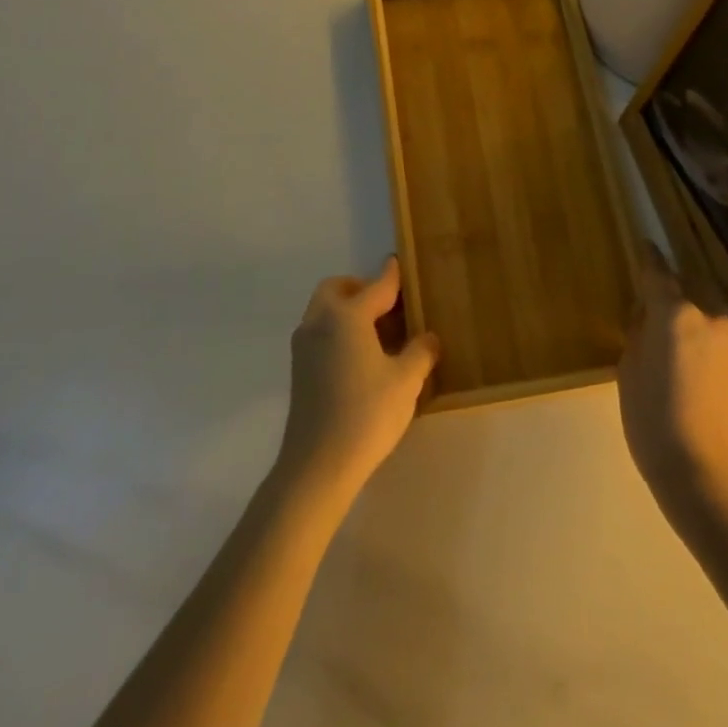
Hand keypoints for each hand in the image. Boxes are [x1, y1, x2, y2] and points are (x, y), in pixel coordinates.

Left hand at [278, 258, 439, 495]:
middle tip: (387, 304)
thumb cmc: (367, 413)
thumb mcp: (406, 381)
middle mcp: (319, 322)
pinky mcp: (299, 370)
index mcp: (347, 316)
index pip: (375, 287)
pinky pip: (319, 333)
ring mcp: (304, 347)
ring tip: (377, 331)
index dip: (391, 276)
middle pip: (336, 290)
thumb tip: (428, 338)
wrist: (318, 464)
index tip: (398, 262)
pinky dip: (337, 330)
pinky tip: (360, 355)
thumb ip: (420, 352)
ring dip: (346, 309)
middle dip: (359, 289)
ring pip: (323, 311)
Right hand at [618, 244, 727, 514]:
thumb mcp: (629, 371)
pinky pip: (713, 329)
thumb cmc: (652, 419)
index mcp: (675, 313)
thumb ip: (638, 335)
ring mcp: (727, 337)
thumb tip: (647, 319)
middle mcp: (706, 315)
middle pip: (688, 285)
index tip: (644, 243)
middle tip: (650, 294)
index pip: (658, 273)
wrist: (706, 469)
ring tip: (666, 325)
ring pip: (704, 306)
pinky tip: (683, 350)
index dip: (648, 258)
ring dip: (687, 307)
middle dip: (671, 284)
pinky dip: (698, 328)